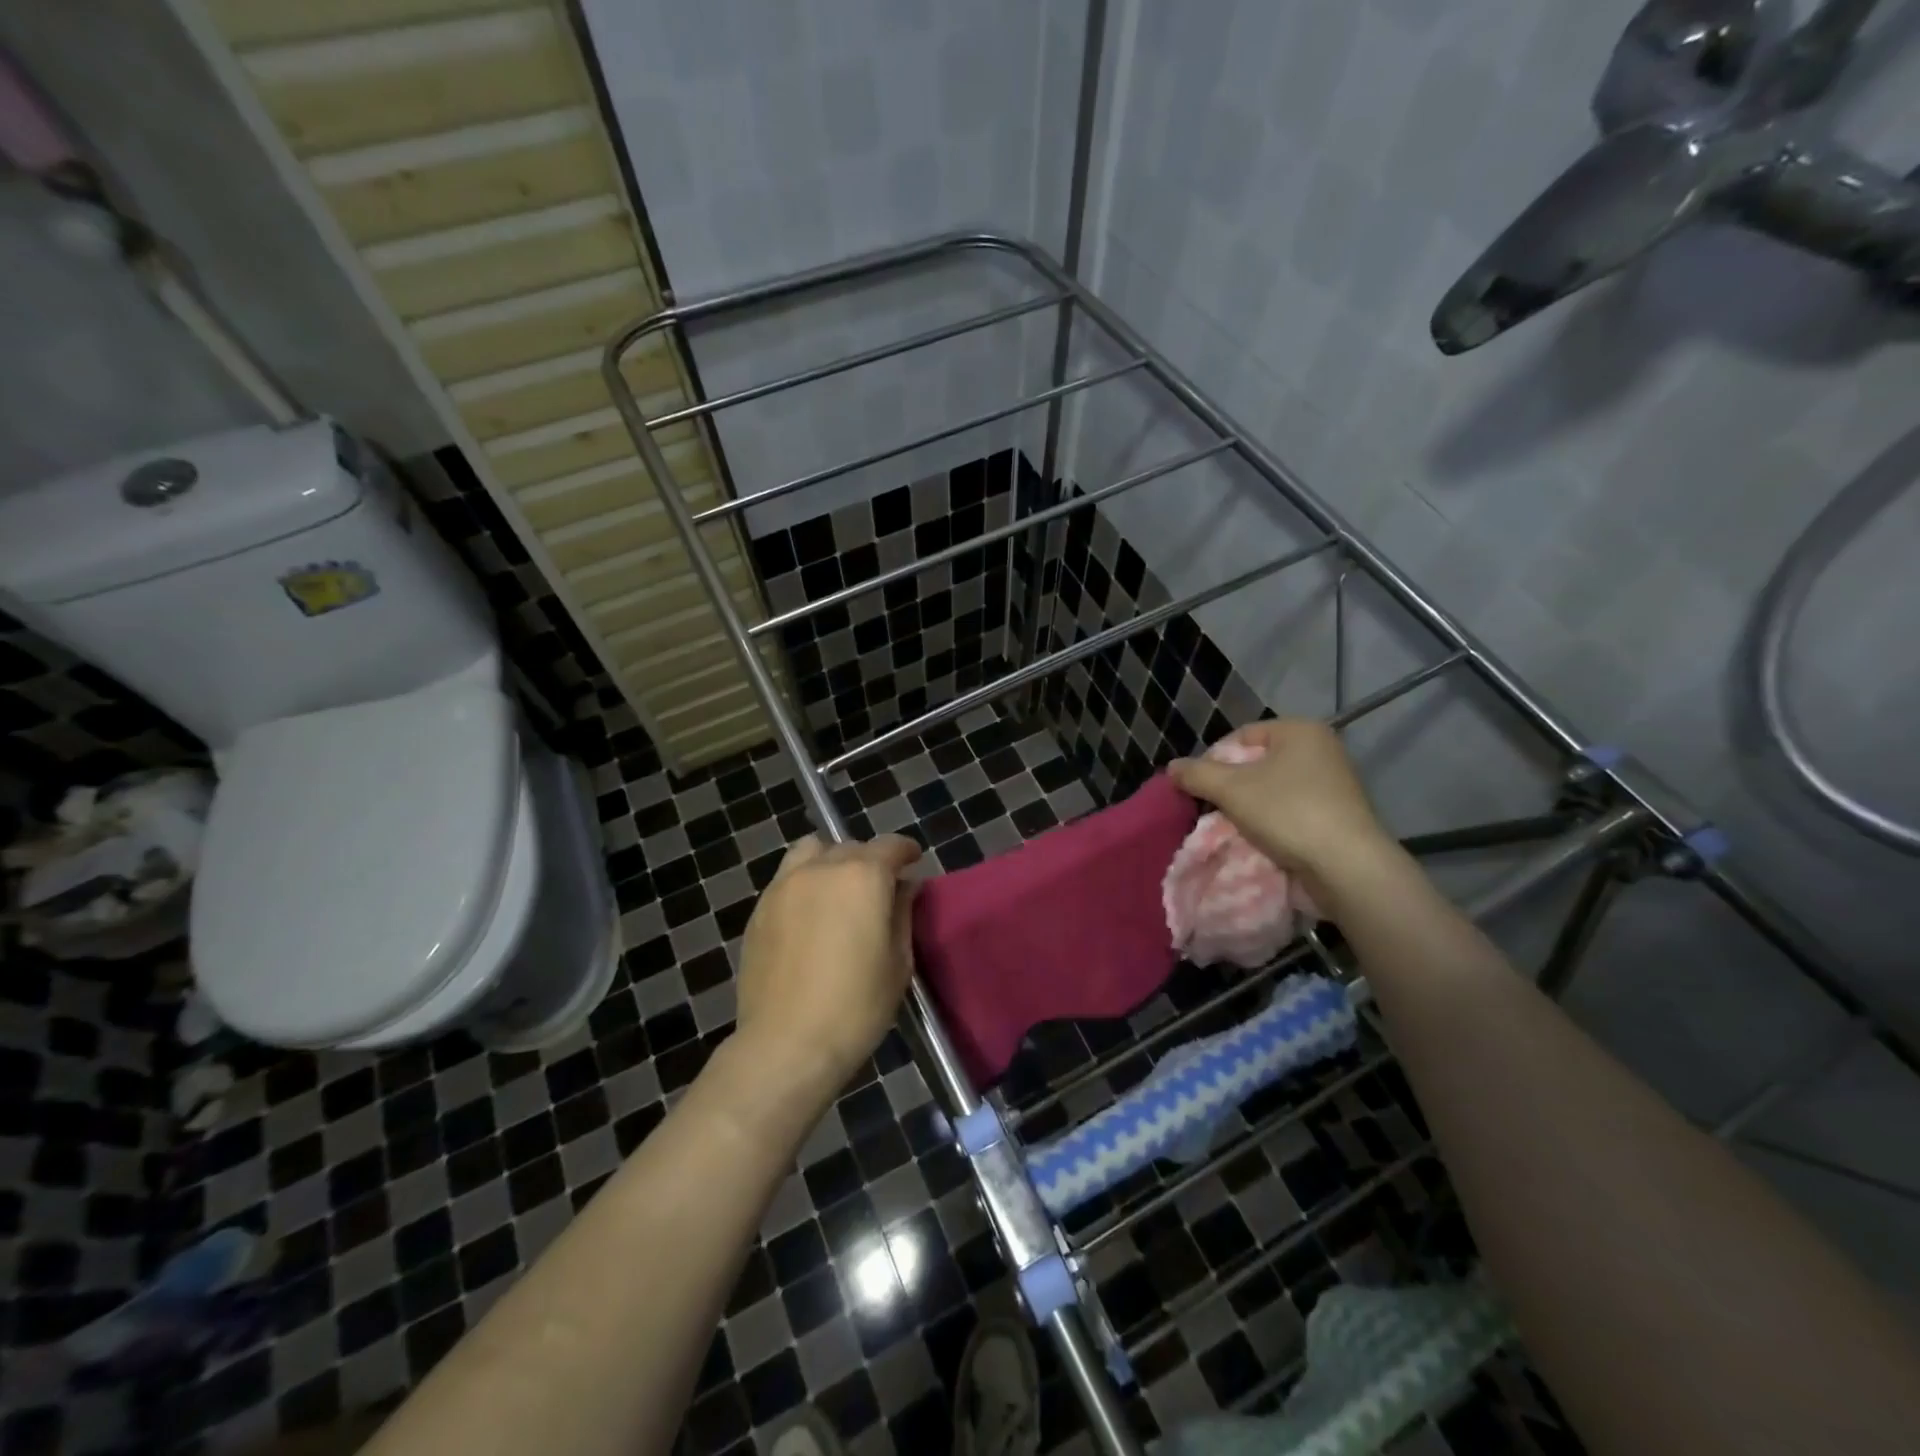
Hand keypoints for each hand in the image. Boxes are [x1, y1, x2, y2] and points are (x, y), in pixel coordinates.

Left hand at [734, 834, 921, 1096]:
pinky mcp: (760, 908)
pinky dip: (805, 882)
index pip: (890, 846)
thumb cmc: (856, 1006)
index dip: (905, 851)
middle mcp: (821, 868)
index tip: (914, 861)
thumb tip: (904, 886)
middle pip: (850, 847)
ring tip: (838, 890)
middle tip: (879, 888)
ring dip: (830, 860)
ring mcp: (784, 885)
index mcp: (863, 877)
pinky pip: (787, 878)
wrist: (787, 1044)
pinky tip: (810, 915)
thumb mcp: (898, 962)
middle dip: (870, 860)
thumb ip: (902, 913)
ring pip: (811, 851)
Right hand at [1168, 719, 1394, 894]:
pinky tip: (1259, 839)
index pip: (1241, 736)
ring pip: (1272, 789)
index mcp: (1300, 730)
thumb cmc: (1287, 813)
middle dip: (1231, 786)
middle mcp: (1321, 749)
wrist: (1345, 867)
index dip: (1214, 760)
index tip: (1200, 788)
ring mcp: (1333, 783)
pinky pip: (1291, 810)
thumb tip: (1171, 767)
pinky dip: (1271, 822)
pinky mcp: (1336, 814)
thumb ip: (1196, 774)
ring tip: (1232, 827)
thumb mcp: (1231, 789)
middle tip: (1213, 809)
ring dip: (1248, 807)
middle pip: (1256, 763)